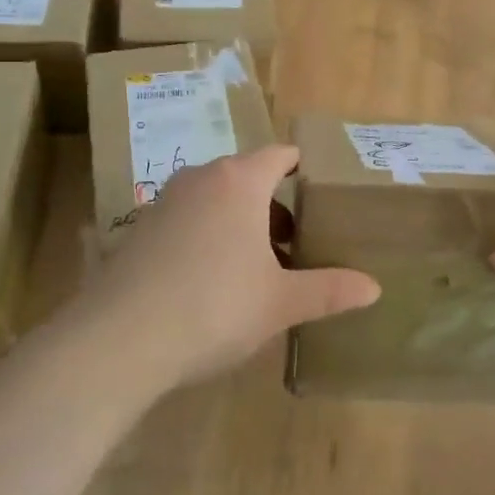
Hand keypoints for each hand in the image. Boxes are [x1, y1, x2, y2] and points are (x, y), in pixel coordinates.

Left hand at [88, 146, 379, 394]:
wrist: (120, 339)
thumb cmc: (214, 307)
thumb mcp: (279, 302)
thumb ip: (328, 290)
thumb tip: (374, 288)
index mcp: (239, 182)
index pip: (279, 155)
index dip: (301, 167)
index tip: (319, 188)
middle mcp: (200, 179)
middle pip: (246, 177)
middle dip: (273, 204)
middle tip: (297, 240)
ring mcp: (163, 202)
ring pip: (214, 198)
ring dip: (239, 221)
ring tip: (258, 264)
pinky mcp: (139, 229)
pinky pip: (186, 219)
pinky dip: (206, 235)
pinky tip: (211, 280)